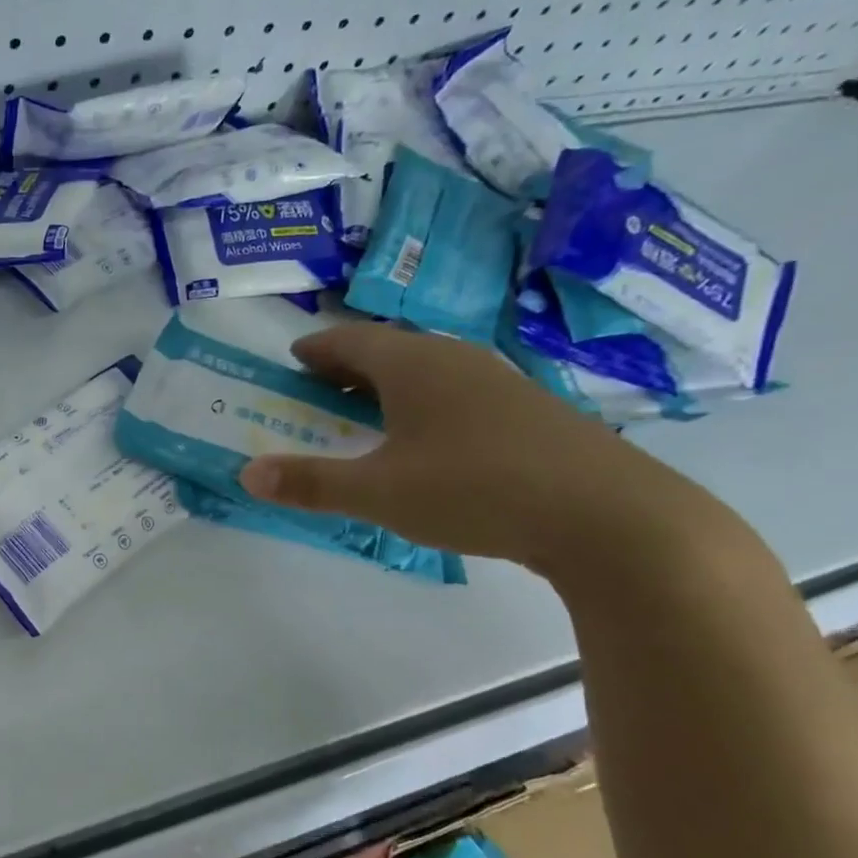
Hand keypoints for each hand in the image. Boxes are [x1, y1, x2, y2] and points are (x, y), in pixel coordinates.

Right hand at [238, 323, 707, 573]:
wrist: (611, 517)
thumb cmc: (476, 489)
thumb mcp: (379, 493)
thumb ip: (310, 483)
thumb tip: (246, 474)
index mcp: (413, 365)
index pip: (350, 340)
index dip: (316, 348)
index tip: (293, 358)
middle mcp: (456, 360)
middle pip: (390, 350)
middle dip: (349, 366)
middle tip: (319, 389)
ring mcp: (500, 382)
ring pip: (429, 370)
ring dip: (389, 385)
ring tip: (366, 413)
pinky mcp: (531, 411)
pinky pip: (459, 393)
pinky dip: (426, 404)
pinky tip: (429, 440)